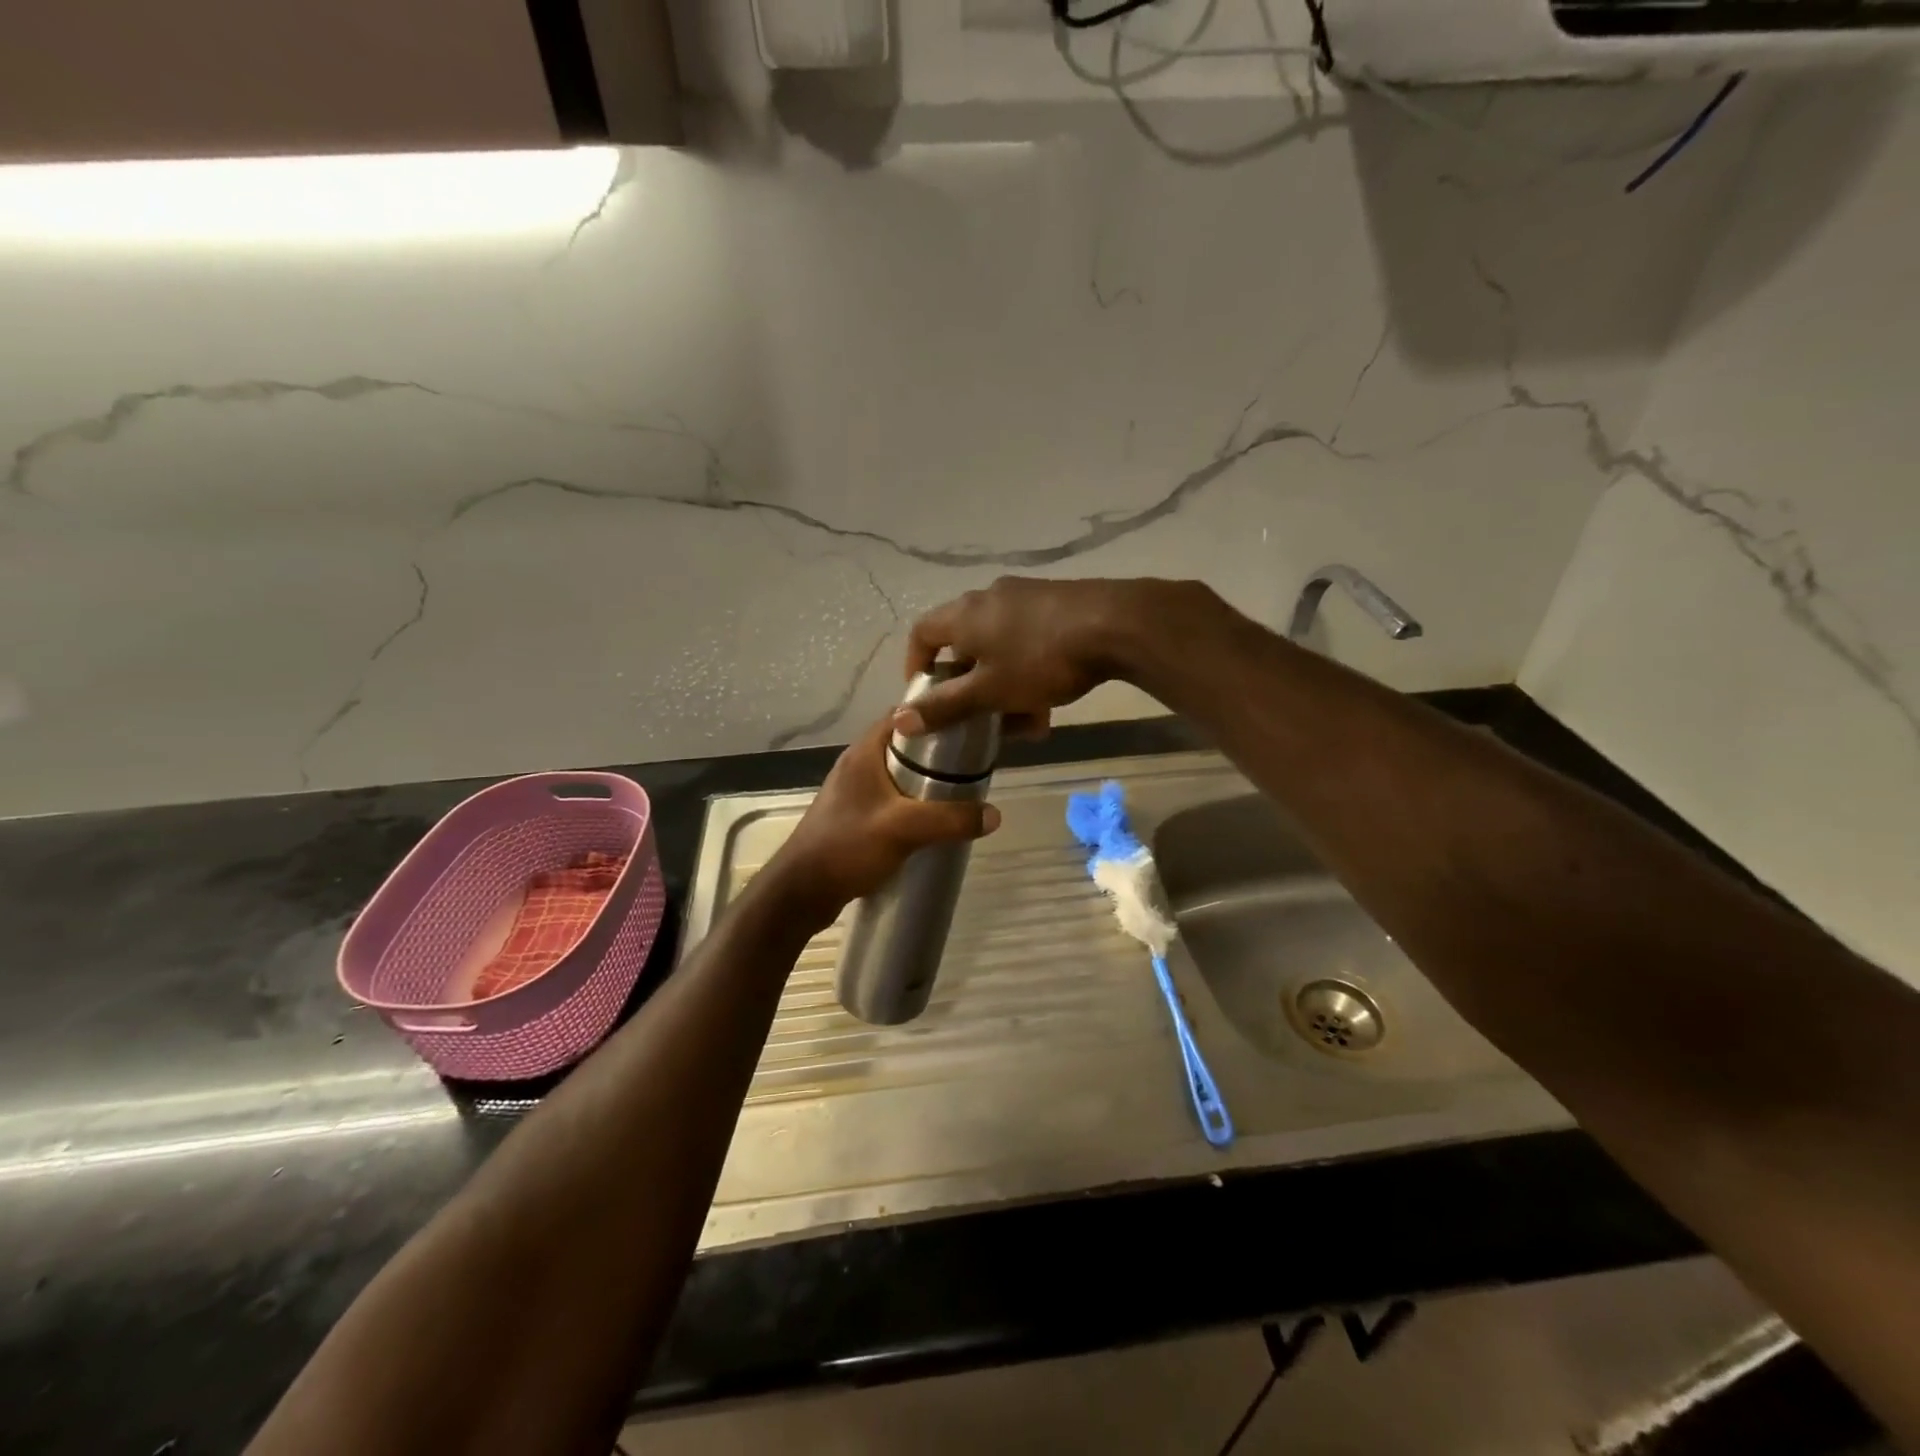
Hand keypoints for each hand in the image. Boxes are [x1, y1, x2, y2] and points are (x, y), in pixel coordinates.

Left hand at [763, 718, 1000, 928]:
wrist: (802, 892)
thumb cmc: (847, 847)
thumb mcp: (904, 829)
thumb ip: (950, 820)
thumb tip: (995, 815)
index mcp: (864, 752)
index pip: (904, 715)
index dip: (936, 713)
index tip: (969, 723)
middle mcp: (858, 764)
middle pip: (906, 744)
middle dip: (938, 751)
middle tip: (973, 762)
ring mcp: (855, 791)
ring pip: (899, 773)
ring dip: (926, 780)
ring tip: (961, 791)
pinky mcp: (855, 815)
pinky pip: (893, 798)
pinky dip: (914, 802)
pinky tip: (934, 820)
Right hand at [898, 576, 1206, 735]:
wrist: (1116, 624)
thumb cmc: (1040, 659)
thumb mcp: (989, 692)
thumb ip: (945, 706)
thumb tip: (899, 720)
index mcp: (963, 614)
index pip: (922, 633)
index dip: (915, 664)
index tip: (924, 694)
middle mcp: (988, 597)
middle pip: (964, 641)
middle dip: (969, 683)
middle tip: (978, 714)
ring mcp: (1026, 595)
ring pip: (1000, 645)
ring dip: (1003, 683)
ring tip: (1023, 719)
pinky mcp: (1057, 601)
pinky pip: (1028, 638)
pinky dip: (1028, 669)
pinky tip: (1049, 699)